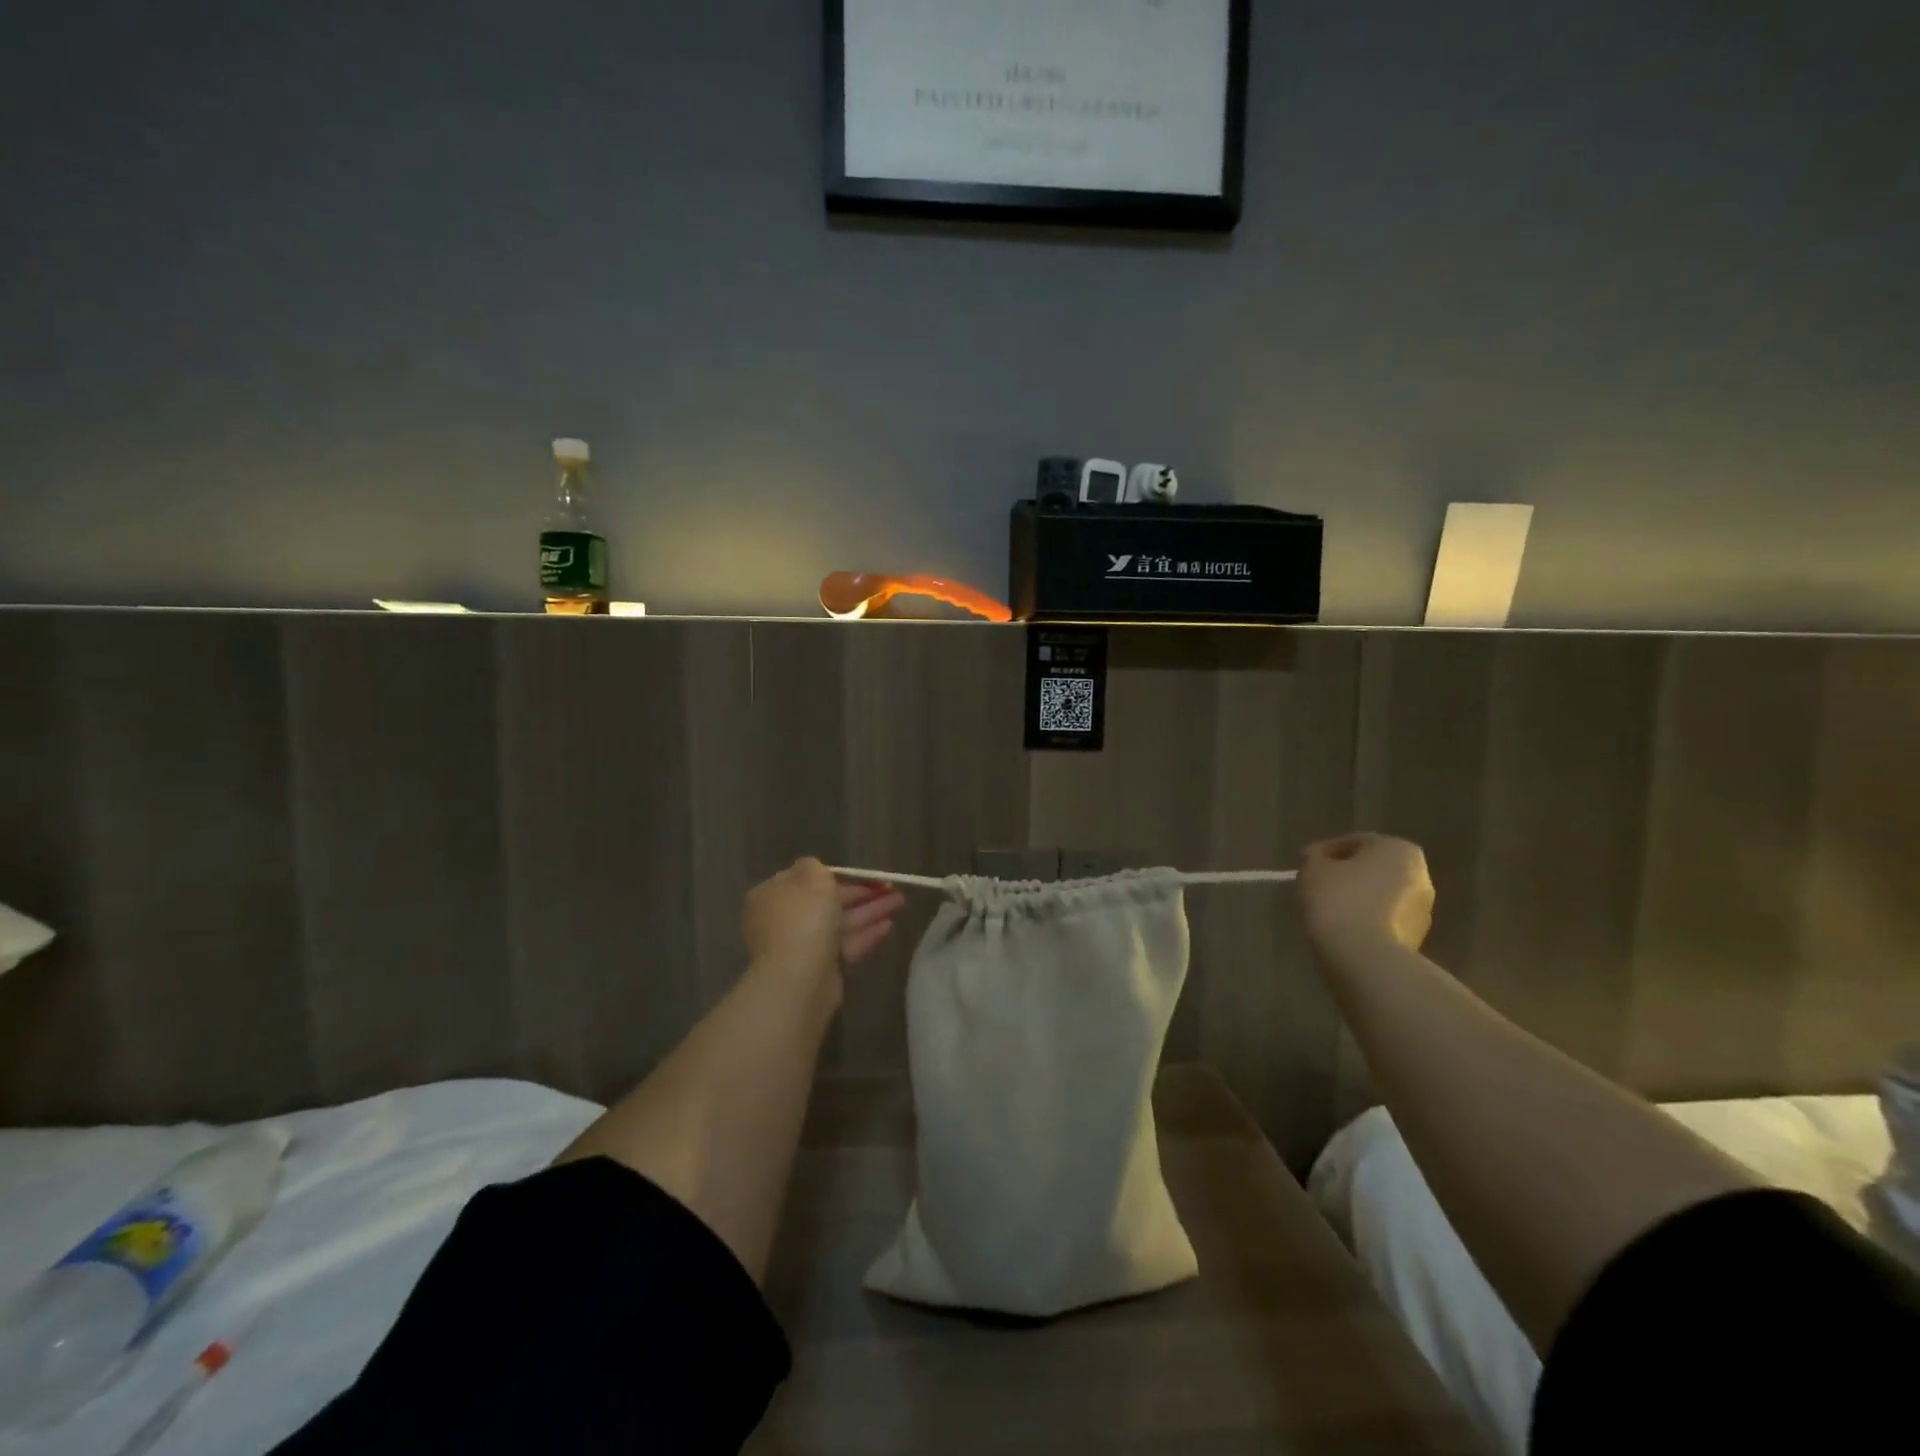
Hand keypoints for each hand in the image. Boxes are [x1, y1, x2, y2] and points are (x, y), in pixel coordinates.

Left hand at [741, 858, 905, 985]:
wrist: (798, 978)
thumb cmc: (803, 919)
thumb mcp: (811, 878)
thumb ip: (815, 867)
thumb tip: (815, 869)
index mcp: (772, 895)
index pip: (804, 879)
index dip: (834, 874)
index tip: (860, 873)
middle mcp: (784, 919)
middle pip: (826, 901)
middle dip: (860, 893)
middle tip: (890, 886)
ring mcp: (802, 945)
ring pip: (840, 922)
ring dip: (870, 910)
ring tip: (900, 901)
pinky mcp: (821, 968)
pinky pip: (846, 945)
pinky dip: (866, 933)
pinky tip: (890, 924)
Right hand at [1297, 833, 1434, 960]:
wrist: (1364, 958)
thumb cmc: (1338, 900)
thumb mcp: (1312, 868)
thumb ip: (1314, 856)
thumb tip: (1317, 857)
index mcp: (1398, 849)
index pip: (1355, 842)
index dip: (1325, 852)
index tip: (1307, 866)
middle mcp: (1420, 875)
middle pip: (1372, 868)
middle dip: (1346, 876)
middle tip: (1317, 887)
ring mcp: (1423, 910)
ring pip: (1380, 896)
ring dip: (1357, 899)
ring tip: (1328, 912)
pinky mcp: (1417, 939)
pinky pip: (1384, 920)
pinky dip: (1365, 921)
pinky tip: (1342, 930)